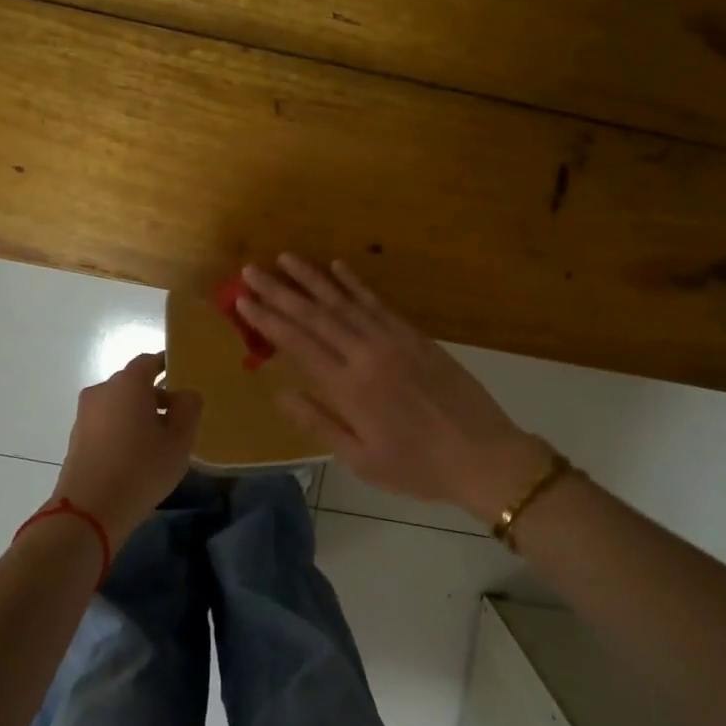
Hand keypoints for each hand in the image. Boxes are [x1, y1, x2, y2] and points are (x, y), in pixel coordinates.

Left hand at [52, 354, 202, 542]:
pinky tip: (135, 455)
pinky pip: (106, 423)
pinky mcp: (76, 439)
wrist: (89, 511)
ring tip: (158, 441)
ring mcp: (85, 415)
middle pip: (132, 384)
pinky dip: (122, 429)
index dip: (166, 365)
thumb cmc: (141, 468)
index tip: (181, 375)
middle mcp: (102, 391)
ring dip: (137, 414)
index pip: (148, 361)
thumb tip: (185, 394)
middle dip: (154, 394)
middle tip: (177, 417)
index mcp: (128, 384)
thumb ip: (188, 408)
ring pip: (118, 405)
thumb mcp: (179, 440)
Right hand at [236, 256, 553, 520]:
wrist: (483, 455)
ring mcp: (393, 340)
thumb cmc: (417, 467)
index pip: (298, 343)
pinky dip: (356, 283)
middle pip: (315, 315)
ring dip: (313, 278)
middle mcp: (367, 354)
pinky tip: (338, 267)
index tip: (242, 300)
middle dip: (280, 291)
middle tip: (251, 270)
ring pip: (345, 301)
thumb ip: (318, 423)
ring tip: (286, 258)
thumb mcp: (361, 459)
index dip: (267, 319)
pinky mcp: (416, 335)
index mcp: (349, 387)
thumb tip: (281, 392)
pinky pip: (378, 302)